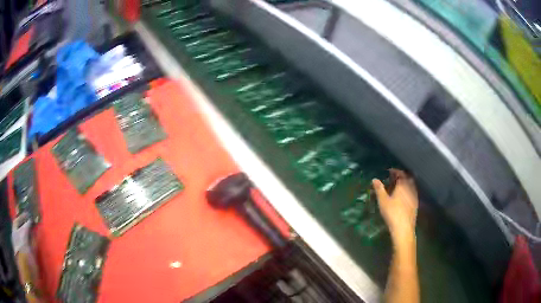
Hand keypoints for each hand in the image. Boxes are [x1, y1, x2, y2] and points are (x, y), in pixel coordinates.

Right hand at [372, 169, 417, 241]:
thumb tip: (375, 179)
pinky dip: (408, 190)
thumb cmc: (392, 213)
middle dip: (402, 176)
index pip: (400, 173)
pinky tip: (404, 196)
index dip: (395, 171)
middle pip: (407, 178)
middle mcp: (410, 188)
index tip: (389, 171)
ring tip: (399, 186)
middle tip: (394, 178)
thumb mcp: (383, 201)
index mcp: (402, 185)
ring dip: (406, 183)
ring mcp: (414, 196)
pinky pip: (413, 192)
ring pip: (411, 185)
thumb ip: (379, 189)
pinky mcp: (416, 203)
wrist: (403, 228)